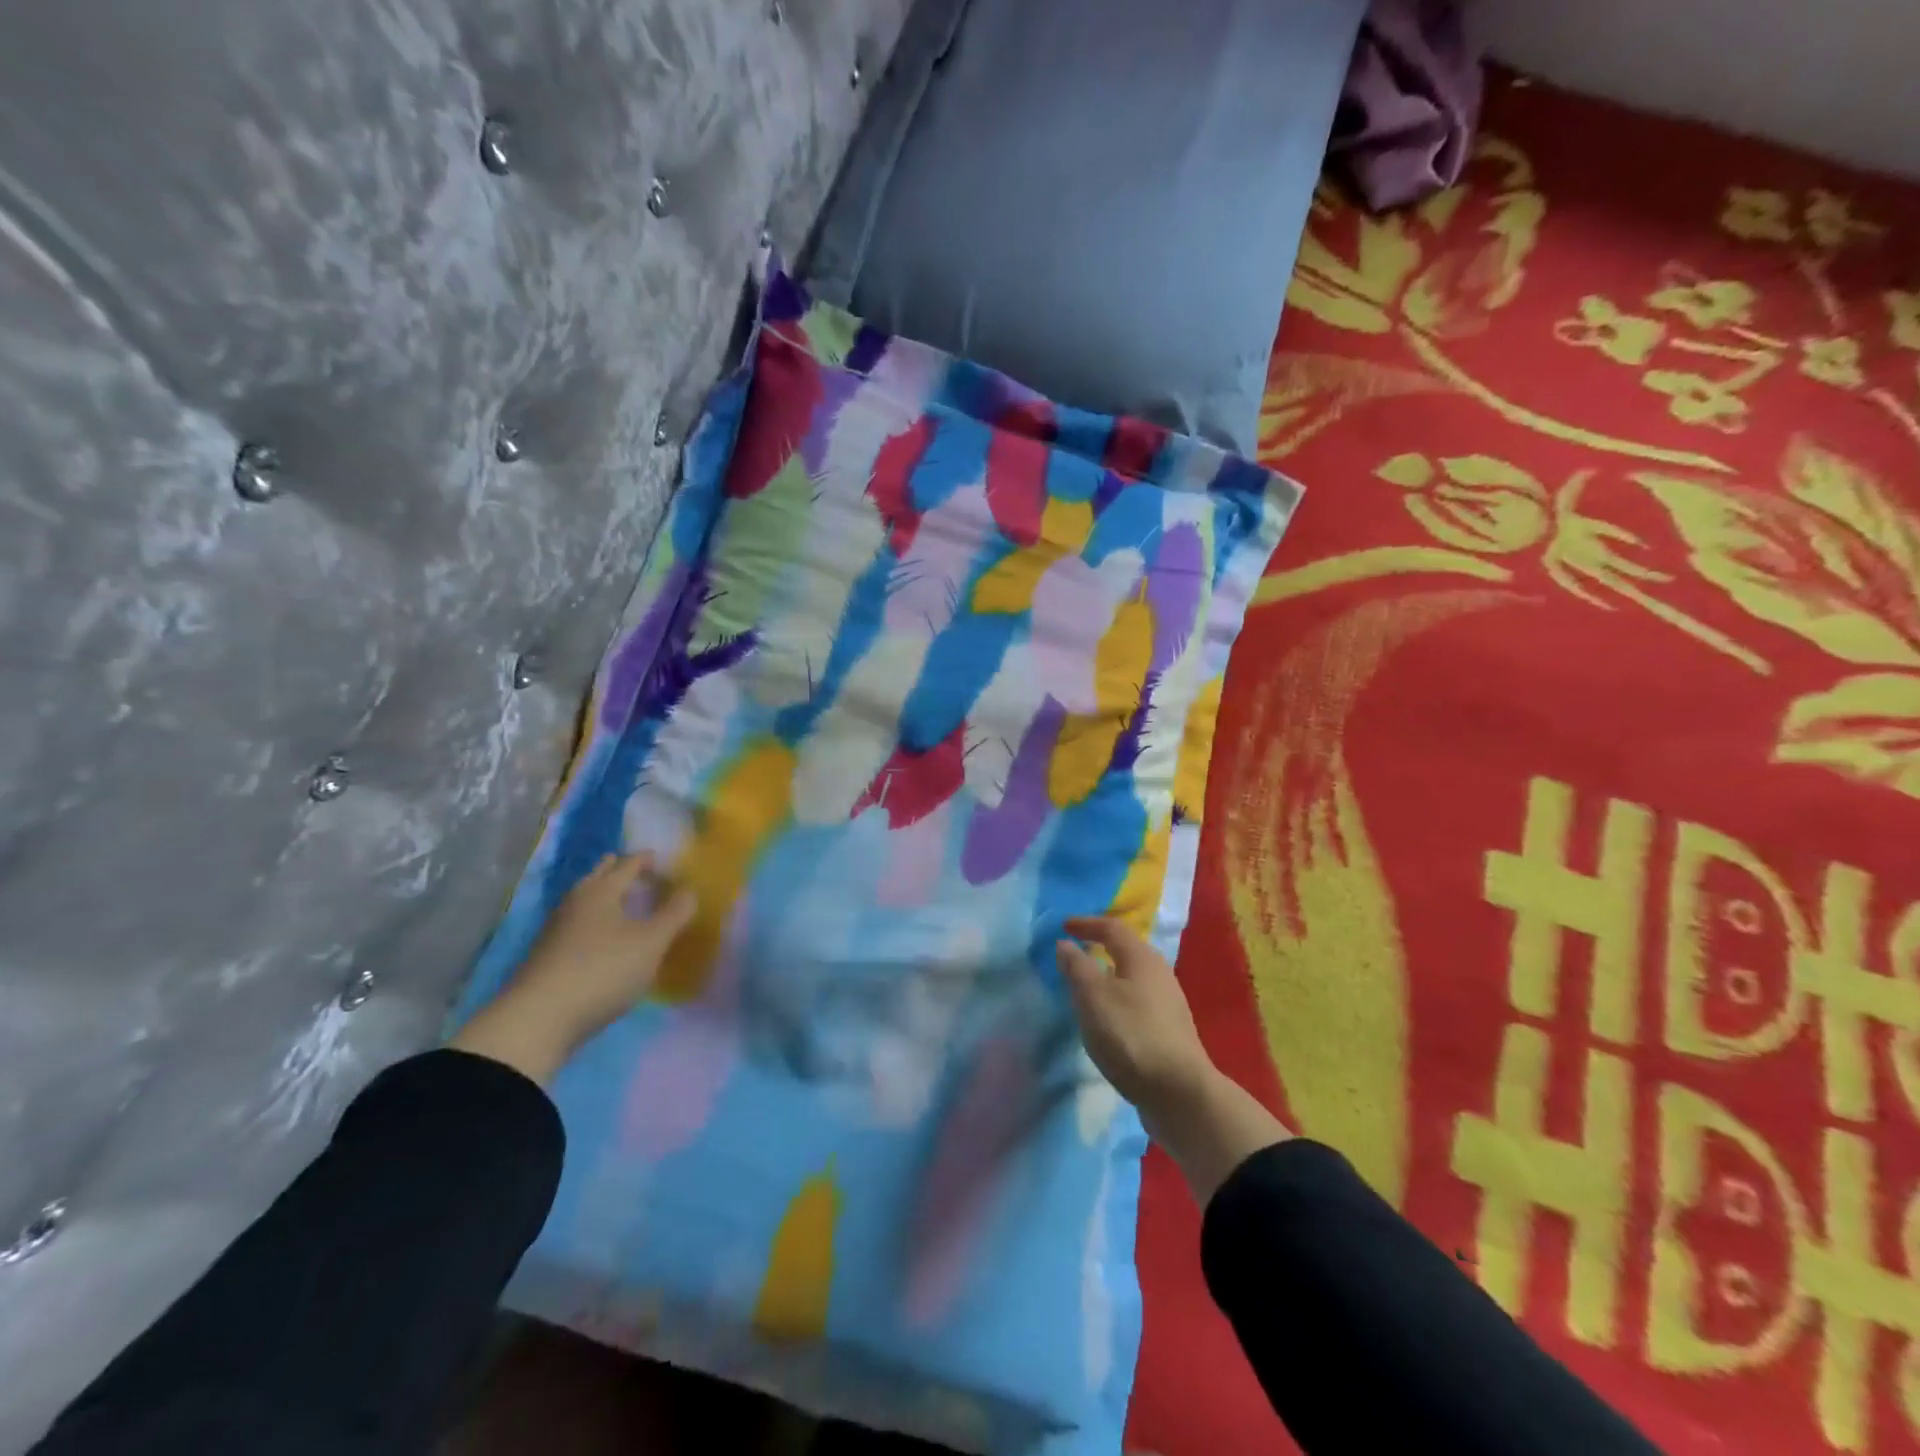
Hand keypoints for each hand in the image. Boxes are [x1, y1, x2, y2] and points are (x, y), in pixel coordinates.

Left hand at [450, 852, 696, 1083]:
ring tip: (622, 901)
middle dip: (617, 870)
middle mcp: (576, 902)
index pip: (628, 865)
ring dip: (604, 895)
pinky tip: (602, 936)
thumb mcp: (651, 943)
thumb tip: (690, 889)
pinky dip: (594, 920)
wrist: (538, 1020)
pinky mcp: (548, 956)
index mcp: (602, 891)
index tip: (661, 858)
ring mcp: (557, 930)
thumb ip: (674, 915)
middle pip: (598, 877)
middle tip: (637, 870)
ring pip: (584, 900)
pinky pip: (577, 924)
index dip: (646, 860)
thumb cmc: (603, 970)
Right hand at [1058, 916, 1289, 1204]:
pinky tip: (1108, 1018)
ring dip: (1109, 975)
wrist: (1179, 1094)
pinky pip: (1138, 1001)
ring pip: (1133, 977)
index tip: (1064, 926)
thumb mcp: (1092, 997)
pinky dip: (1118, 999)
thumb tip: (1066, 944)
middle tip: (1076, 952)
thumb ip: (1077, 967)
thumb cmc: (1130, 1036)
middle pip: (1127, 950)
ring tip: (1087, 986)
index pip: (1112, 928)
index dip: (1086, 924)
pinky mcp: (1170, 1031)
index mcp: (1142, 958)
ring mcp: (1169, 1004)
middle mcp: (1160, 974)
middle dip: (1101, 947)